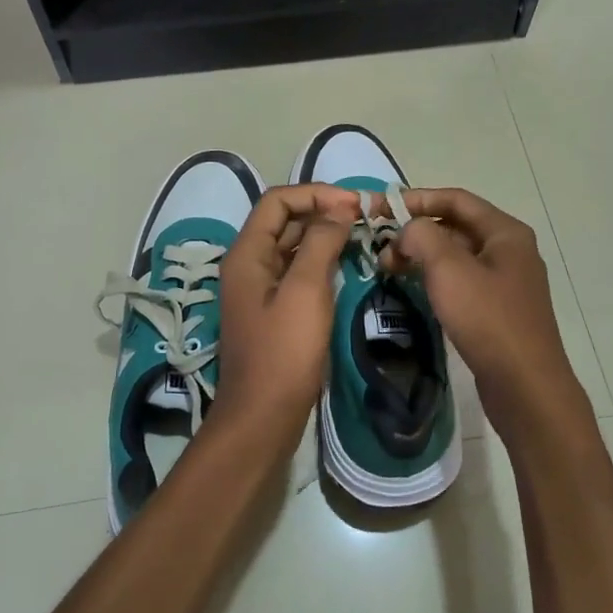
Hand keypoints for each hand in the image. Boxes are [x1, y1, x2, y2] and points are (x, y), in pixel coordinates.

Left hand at [216, 183, 358, 450]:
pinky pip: (297, 273)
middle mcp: (249, 265)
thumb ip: (320, 243)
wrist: (263, 418)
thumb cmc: (284, 353)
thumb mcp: (306, 291)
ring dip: (323, 237)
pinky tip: (346, 267)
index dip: (315, 194)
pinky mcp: (273, 311)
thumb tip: (339, 209)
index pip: (277, 201)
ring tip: (361, 238)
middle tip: (365, 219)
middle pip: (284, 221)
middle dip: (322, 212)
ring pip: (292, 247)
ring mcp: (260, 290)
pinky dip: (320, 262)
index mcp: (247, 254)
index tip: (355, 205)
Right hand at [386, 188, 589, 441]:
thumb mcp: (448, 269)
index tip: (379, 208)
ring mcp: (506, 281)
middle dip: (416, 232)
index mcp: (505, 232)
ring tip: (389, 270)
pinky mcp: (498, 309)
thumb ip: (422, 236)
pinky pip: (461, 281)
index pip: (455, 199)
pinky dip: (435, 279)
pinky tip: (413, 290)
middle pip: (456, 226)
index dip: (415, 199)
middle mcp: (509, 250)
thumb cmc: (487, 319)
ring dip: (422, 256)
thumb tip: (408, 231)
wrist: (525, 386)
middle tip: (380, 249)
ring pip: (456, 256)